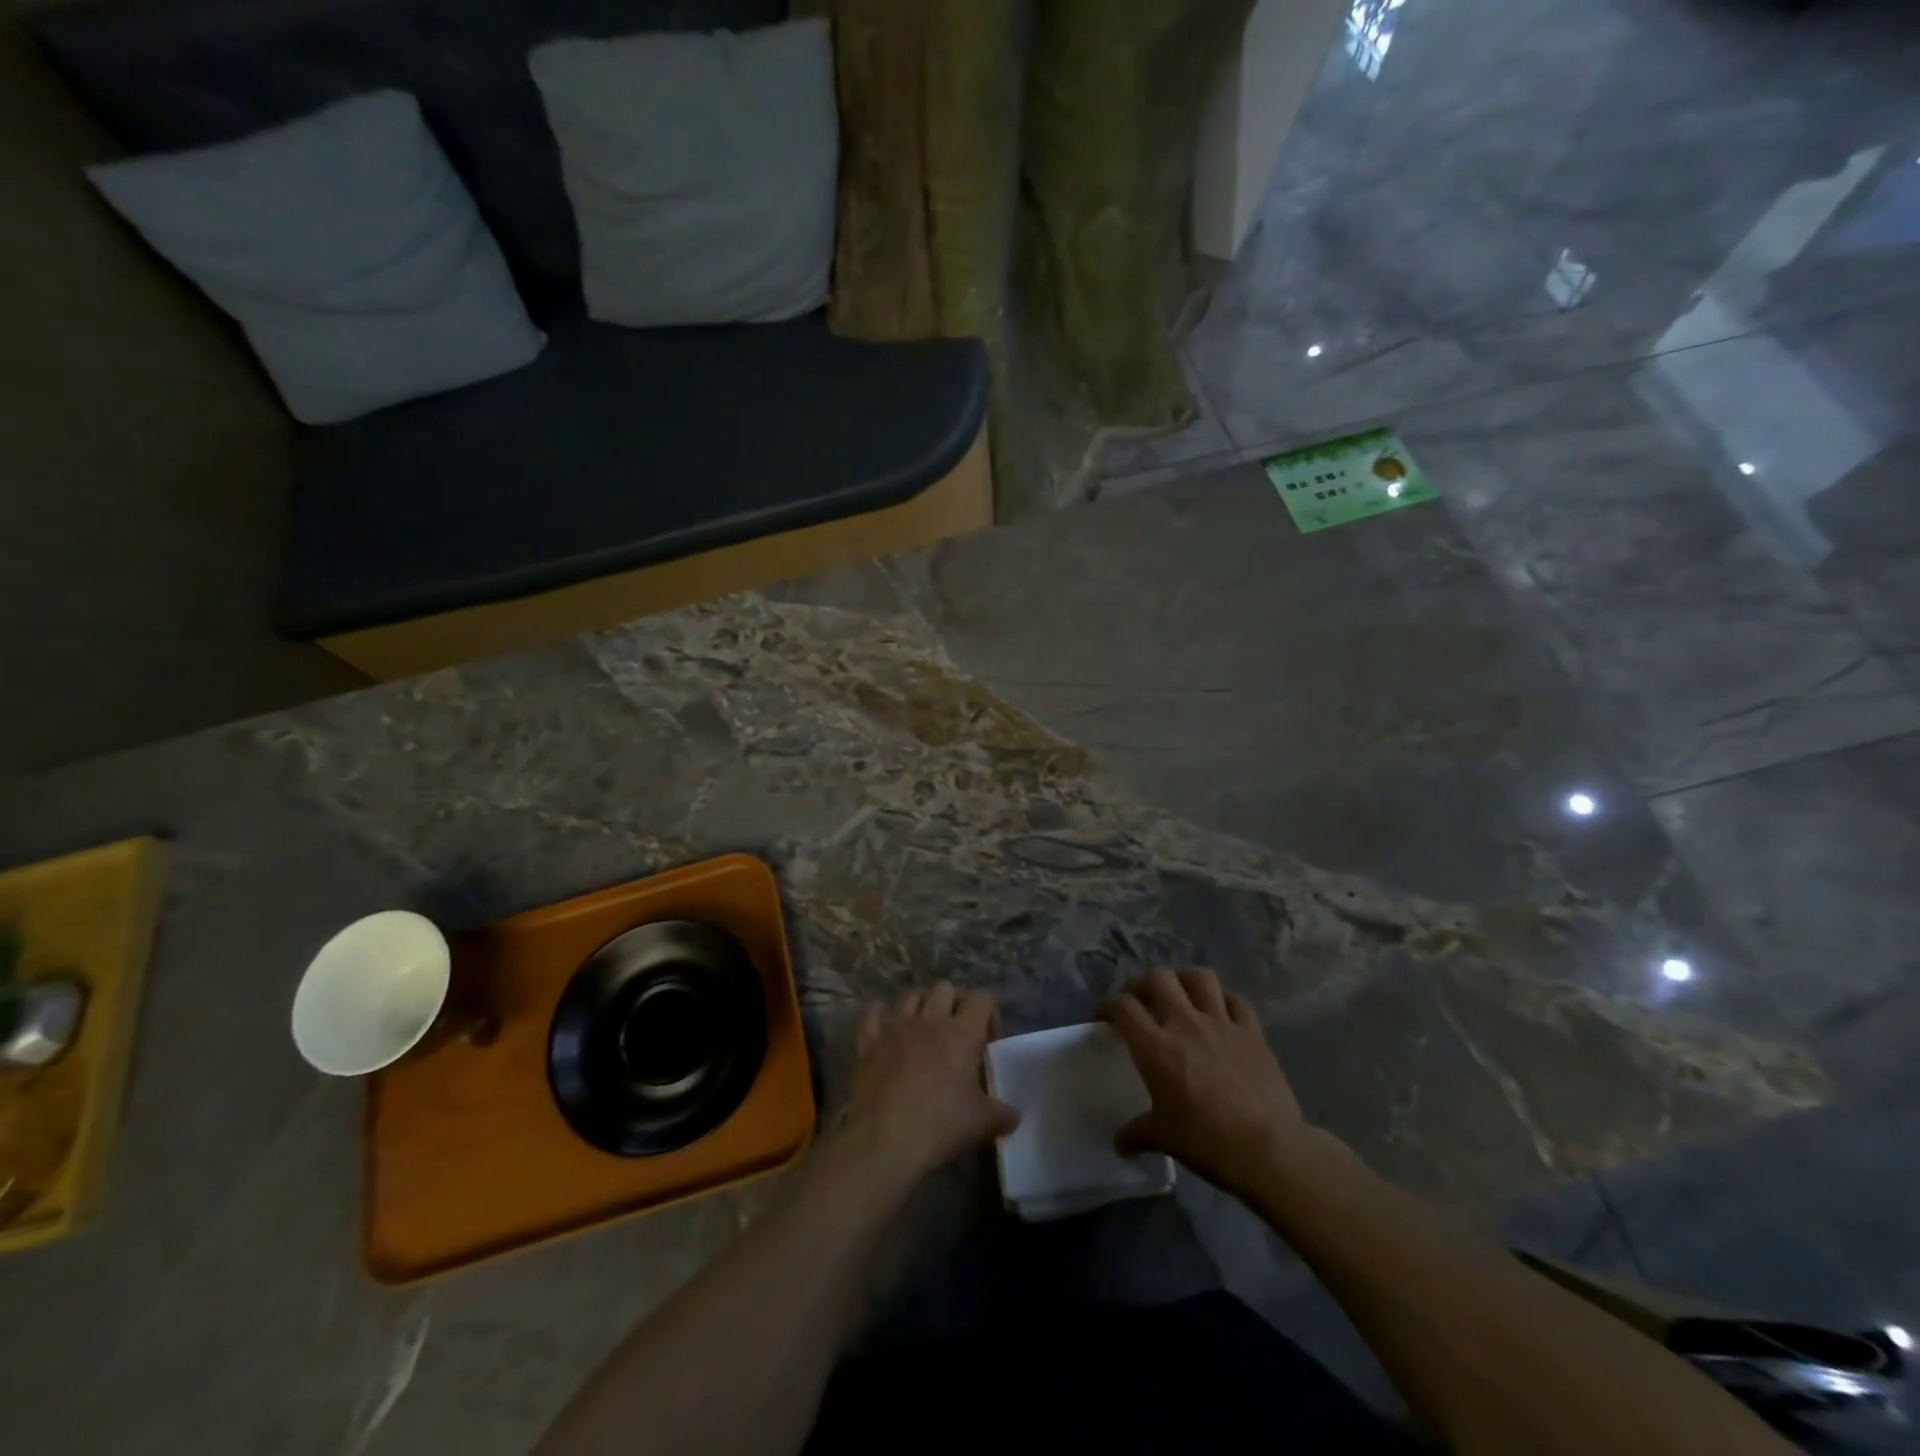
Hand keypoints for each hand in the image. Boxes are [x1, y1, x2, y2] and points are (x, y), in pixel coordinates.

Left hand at [837, 983, 1019, 1191]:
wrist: (885, 1139)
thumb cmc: (941, 1125)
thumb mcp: (981, 1123)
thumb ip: (1002, 1114)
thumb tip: (1014, 1115)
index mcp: (962, 1032)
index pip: (982, 997)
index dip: (989, 1013)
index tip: (988, 1043)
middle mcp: (930, 1019)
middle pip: (945, 988)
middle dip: (953, 1004)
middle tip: (956, 1034)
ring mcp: (896, 1026)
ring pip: (911, 997)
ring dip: (920, 1009)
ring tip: (923, 1034)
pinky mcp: (869, 1041)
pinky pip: (873, 1014)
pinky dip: (880, 1017)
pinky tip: (885, 1032)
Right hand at [1101, 968, 1308, 1197]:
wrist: (1269, 1149)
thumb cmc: (1207, 1142)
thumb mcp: (1164, 1138)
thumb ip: (1138, 1133)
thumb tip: (1119, 1143)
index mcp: (1156, 1047)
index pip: (1123, 1007)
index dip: (1108, 1005)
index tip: (1103, 1016)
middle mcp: (1186, 1024)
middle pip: (1159, 979)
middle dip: (1143, 983)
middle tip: (1139, 999)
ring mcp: (1222, 1023)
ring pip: (1200, 978)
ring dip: (1184, 979)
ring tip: (1180, 992)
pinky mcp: (1253, 1033)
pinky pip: (1237, 1002)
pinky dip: (1225, 1000)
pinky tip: (1221, 1011)